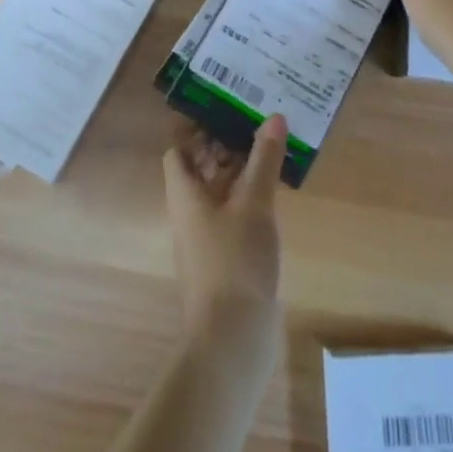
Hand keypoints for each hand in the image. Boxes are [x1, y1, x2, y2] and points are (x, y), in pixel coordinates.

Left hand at [163, 115, 287, 349]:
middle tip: (256, 123)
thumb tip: (274, 116)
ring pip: (218, 192)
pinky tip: (274, 196)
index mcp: (184, 194)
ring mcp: (206, 239)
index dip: (196, 127)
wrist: (232, 342)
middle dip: (224, 145)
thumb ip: (264, 159)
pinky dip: (247, 199)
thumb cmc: (234, 262)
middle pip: (199, 168)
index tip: (225, 108)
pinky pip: (231, 216)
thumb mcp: (254, 203)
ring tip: (271, 151)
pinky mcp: (223, 261)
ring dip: (239, 171)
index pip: (178, 149)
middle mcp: (189, 212)